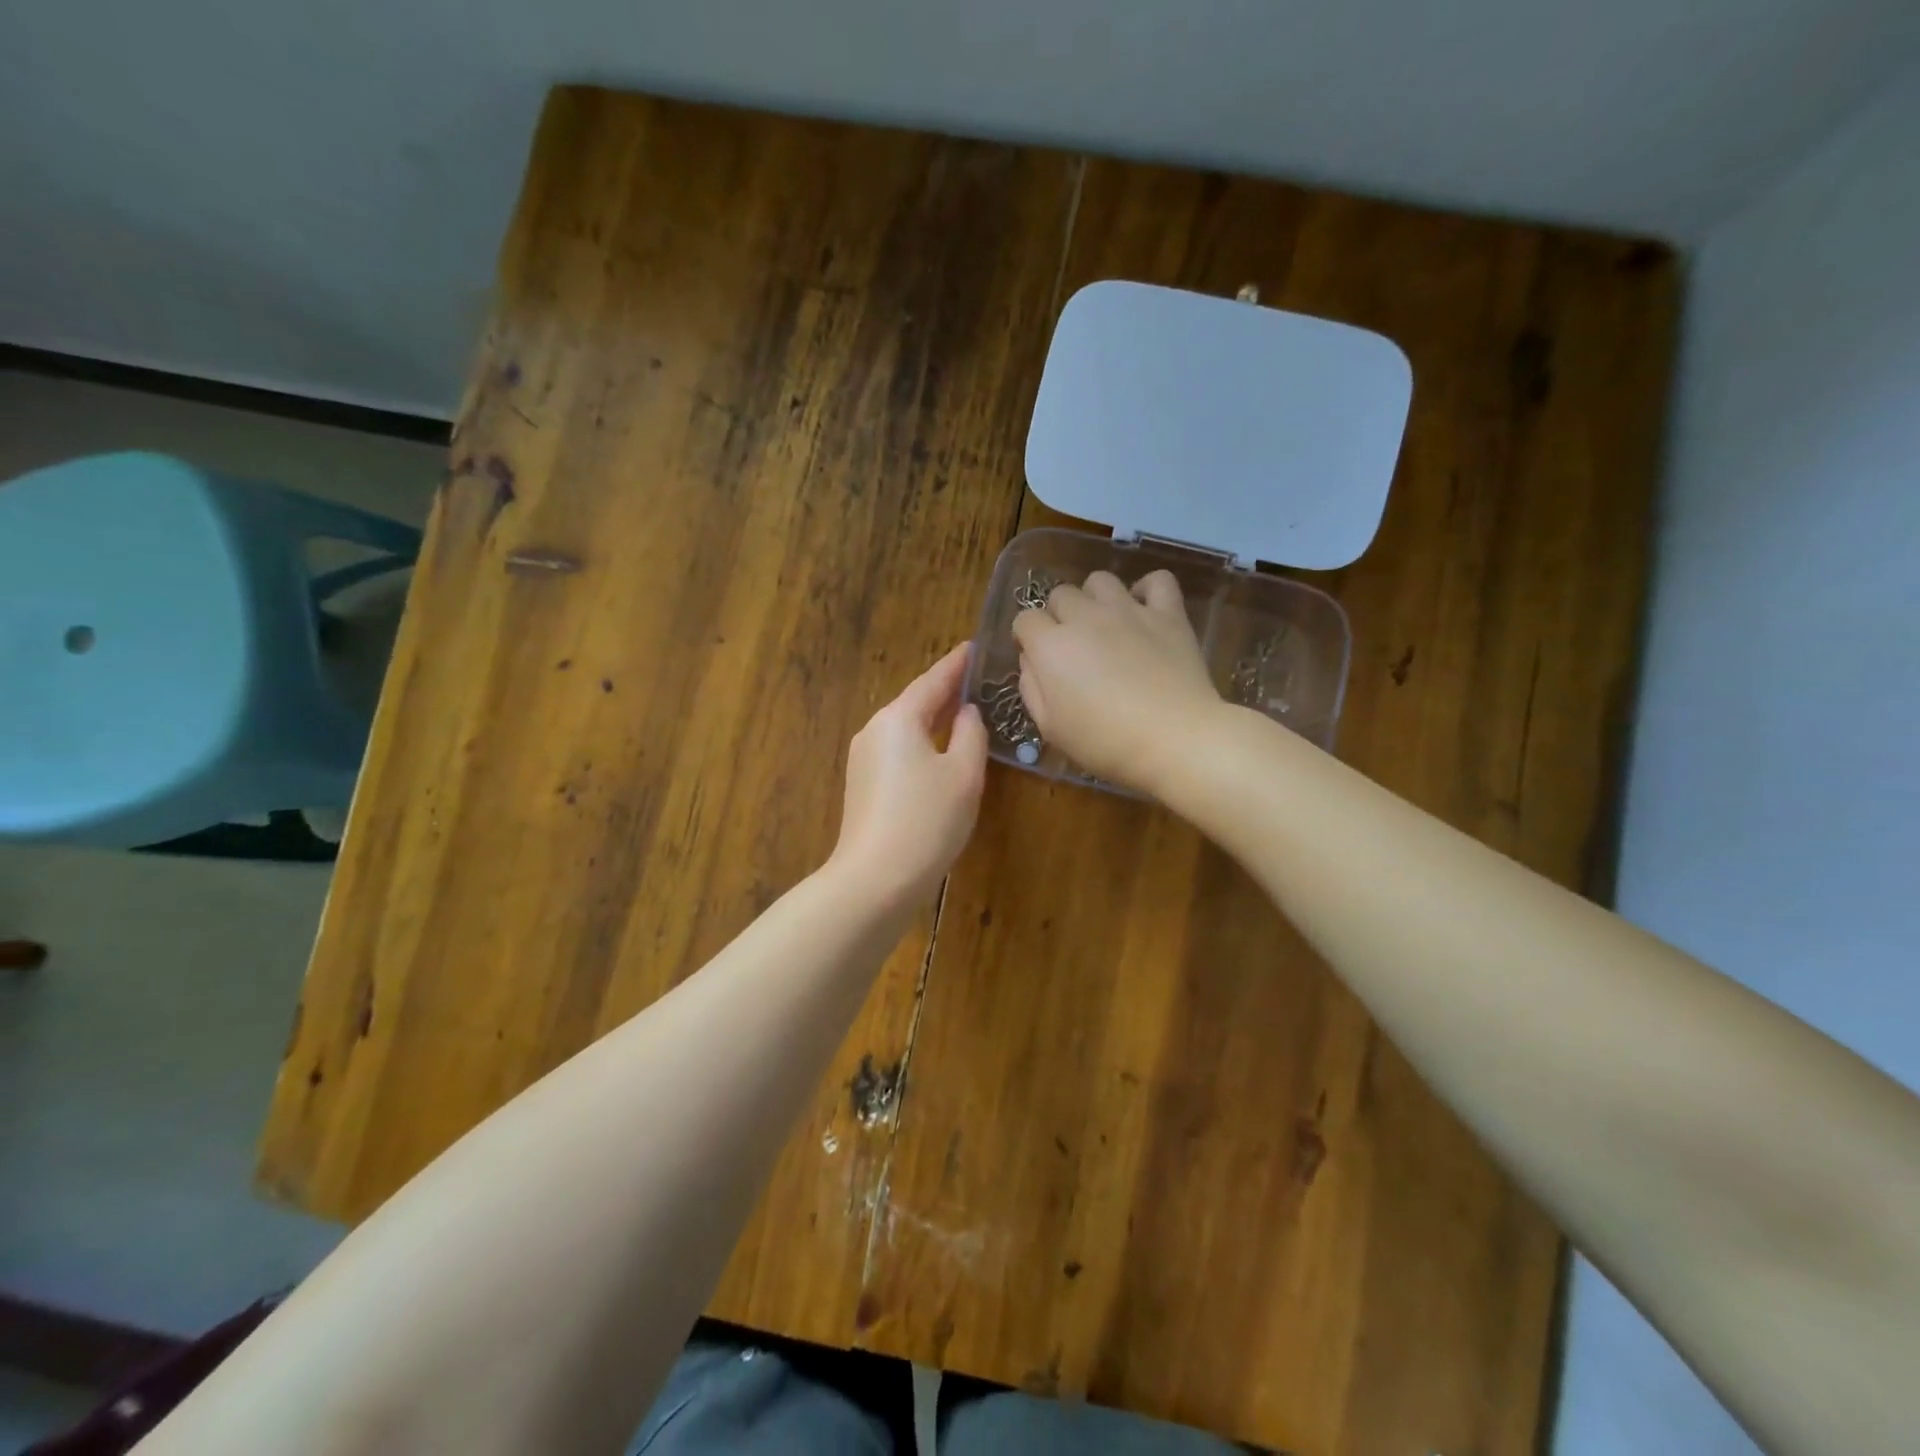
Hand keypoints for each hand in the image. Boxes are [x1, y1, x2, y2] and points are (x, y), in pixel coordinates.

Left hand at [829, 644, 988, 905]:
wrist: (875, 879)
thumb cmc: (926, 821)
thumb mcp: (963, 774)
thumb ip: (970, 734)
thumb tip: (966, 712)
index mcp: (898, 718)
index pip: (933, 680)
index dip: (957, 664)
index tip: (975, 646)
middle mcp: (874, 730)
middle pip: (915, 702)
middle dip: (945, 691)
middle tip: (977, 679)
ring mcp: (863, 759)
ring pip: (906, 728)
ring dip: (934, 719)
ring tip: (964, 712)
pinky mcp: (862, 786)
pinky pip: (898, 751)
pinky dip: (922, 743)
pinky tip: (940, 752)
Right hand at [1012, 569, 1224, 791]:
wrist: (1174, 739)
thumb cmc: (1106, 743)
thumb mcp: (1051, 728)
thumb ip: (1031, 689)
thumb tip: (1030, 660)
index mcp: (1052, 646)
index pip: (1025, 620)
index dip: (1027, 638)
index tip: (1037, 659)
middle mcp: (1085, 617)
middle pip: (1060, 595)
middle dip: (1058, 616)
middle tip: (1072, 647)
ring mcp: (1129, 610)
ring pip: (1100, 580)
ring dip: (1095, 599)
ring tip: (1104, 625)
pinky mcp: (1167, 614)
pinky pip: (1157, 580)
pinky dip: (1147, 590)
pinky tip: (1144, 611)